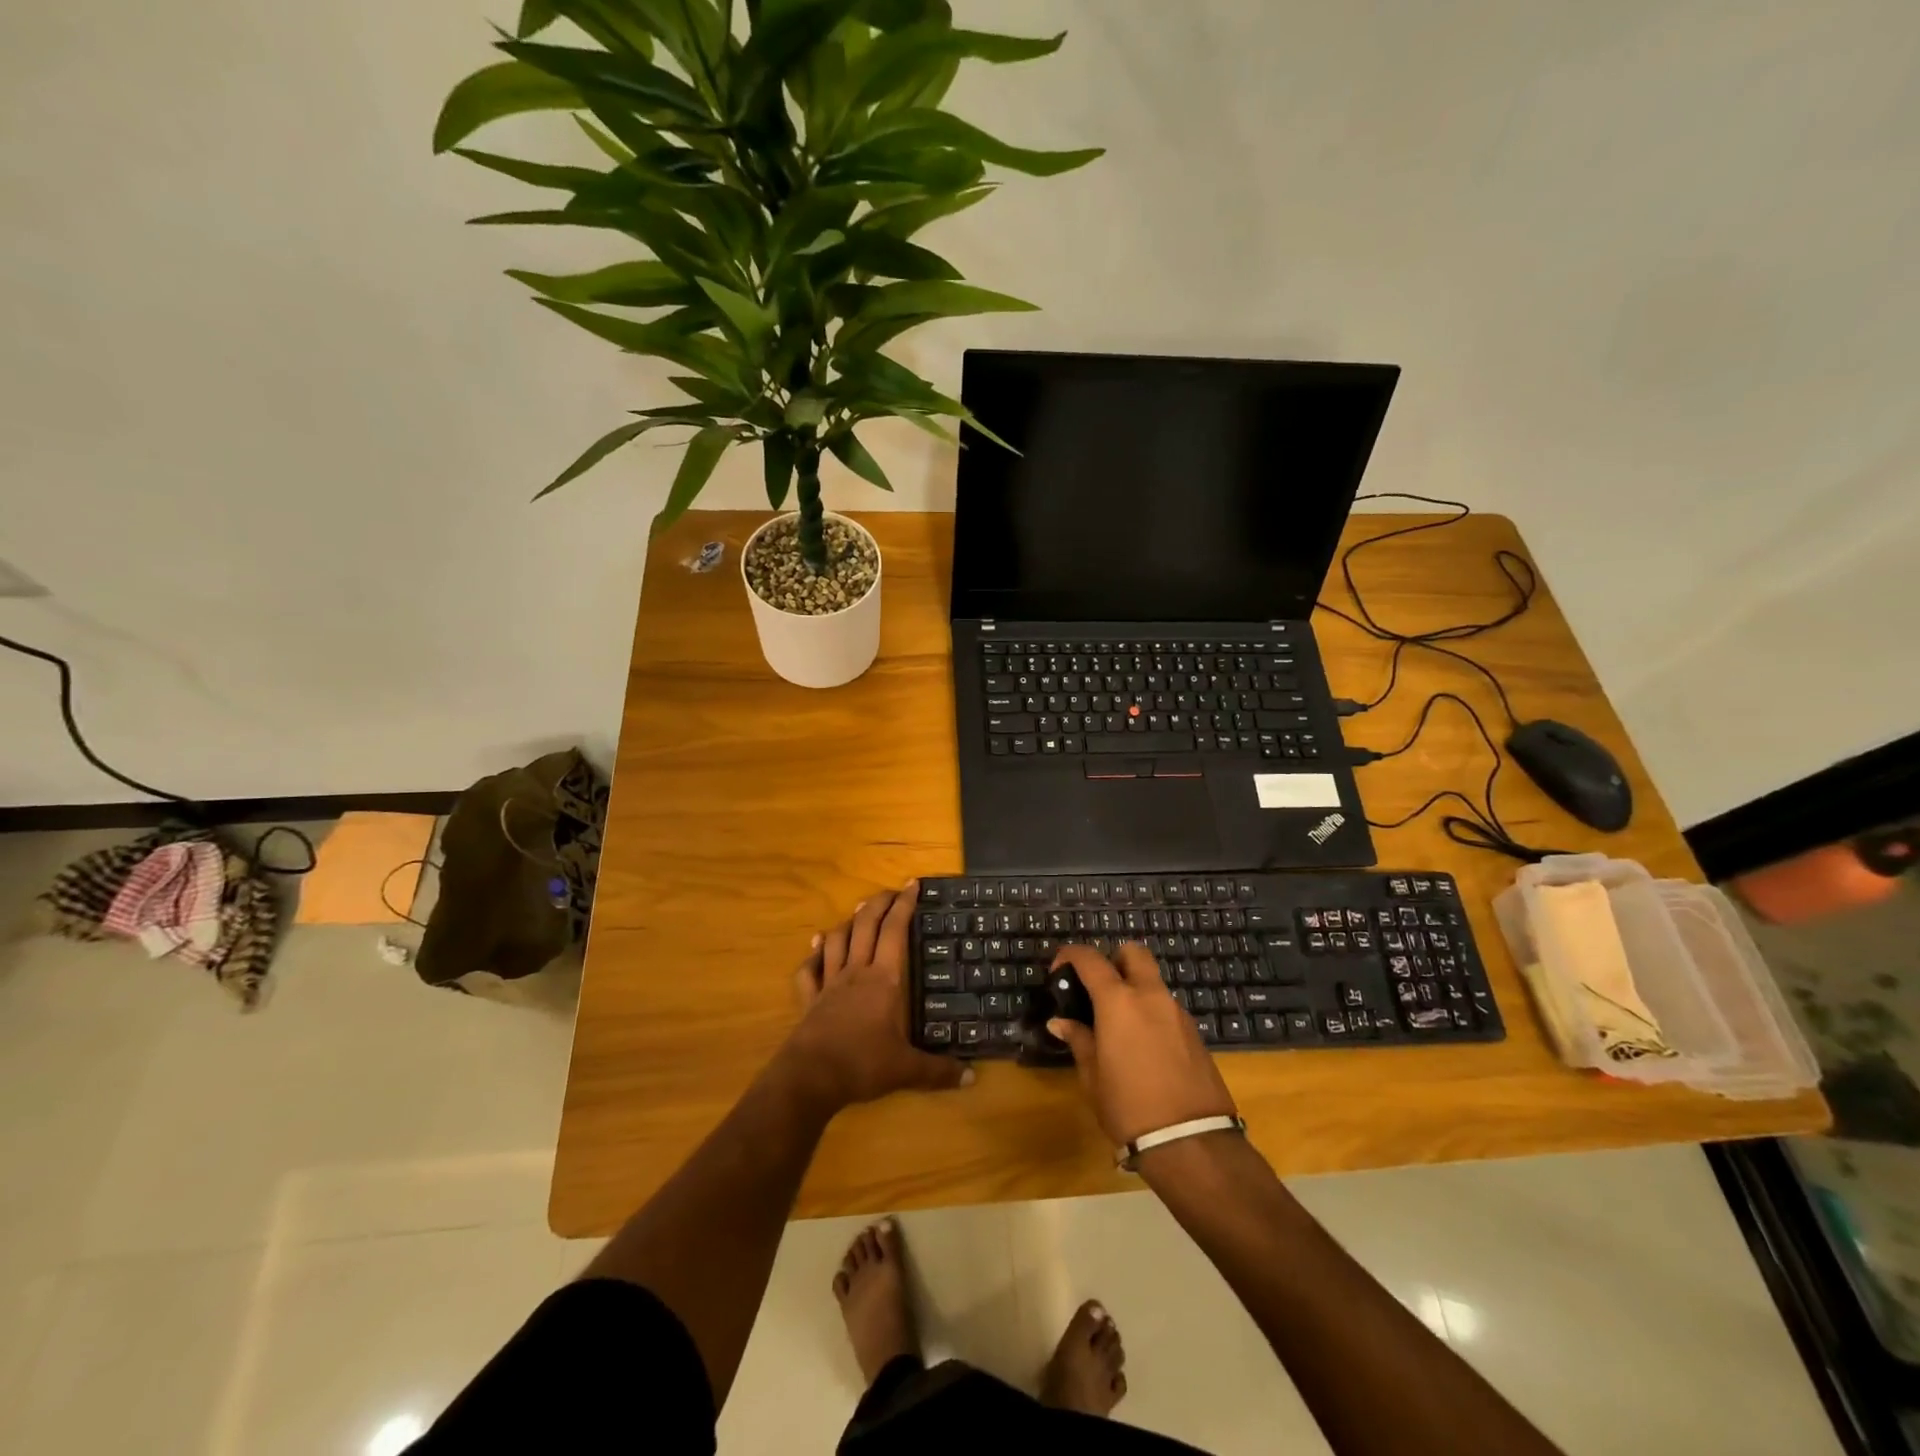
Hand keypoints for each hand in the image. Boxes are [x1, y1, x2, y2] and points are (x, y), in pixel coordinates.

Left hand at [782, 882, 969, 1112]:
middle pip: (865, 925)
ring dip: (849, 922)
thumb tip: (972, 1078)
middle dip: (878, 903)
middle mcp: (856, 972)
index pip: (895, 931)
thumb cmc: (862, 1064)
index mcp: (884, 979)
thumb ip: (938, 1072)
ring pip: (838, 940)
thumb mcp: (906, 1070)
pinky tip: (817, 945)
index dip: (904, 905)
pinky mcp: (809, 1000)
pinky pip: (809, 969)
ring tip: (858, 911)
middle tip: (891, 891)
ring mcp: (829, 983)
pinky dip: (814, 954)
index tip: (912, 885)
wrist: (810, 1077)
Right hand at [1047, 943, 1235, 1144]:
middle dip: (1113, 959)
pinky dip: (1151, 1012)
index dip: (1070, 956)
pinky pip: (1167, 1007)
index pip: (1091, 959)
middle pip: (1133, 952)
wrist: (1192, 1143)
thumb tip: (1061, 1021)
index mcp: (1119, 1001)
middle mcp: (1150, 996)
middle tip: (1097, 988)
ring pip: (1153, 981)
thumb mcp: (1093, 1077)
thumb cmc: (1129, 1108)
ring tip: (1118, 1024)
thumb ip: (1079, 1040)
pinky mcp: (1195, 1033)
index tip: (1059, 971)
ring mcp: (1177, 1012)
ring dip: (1134, 988)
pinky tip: (1143, 1046)